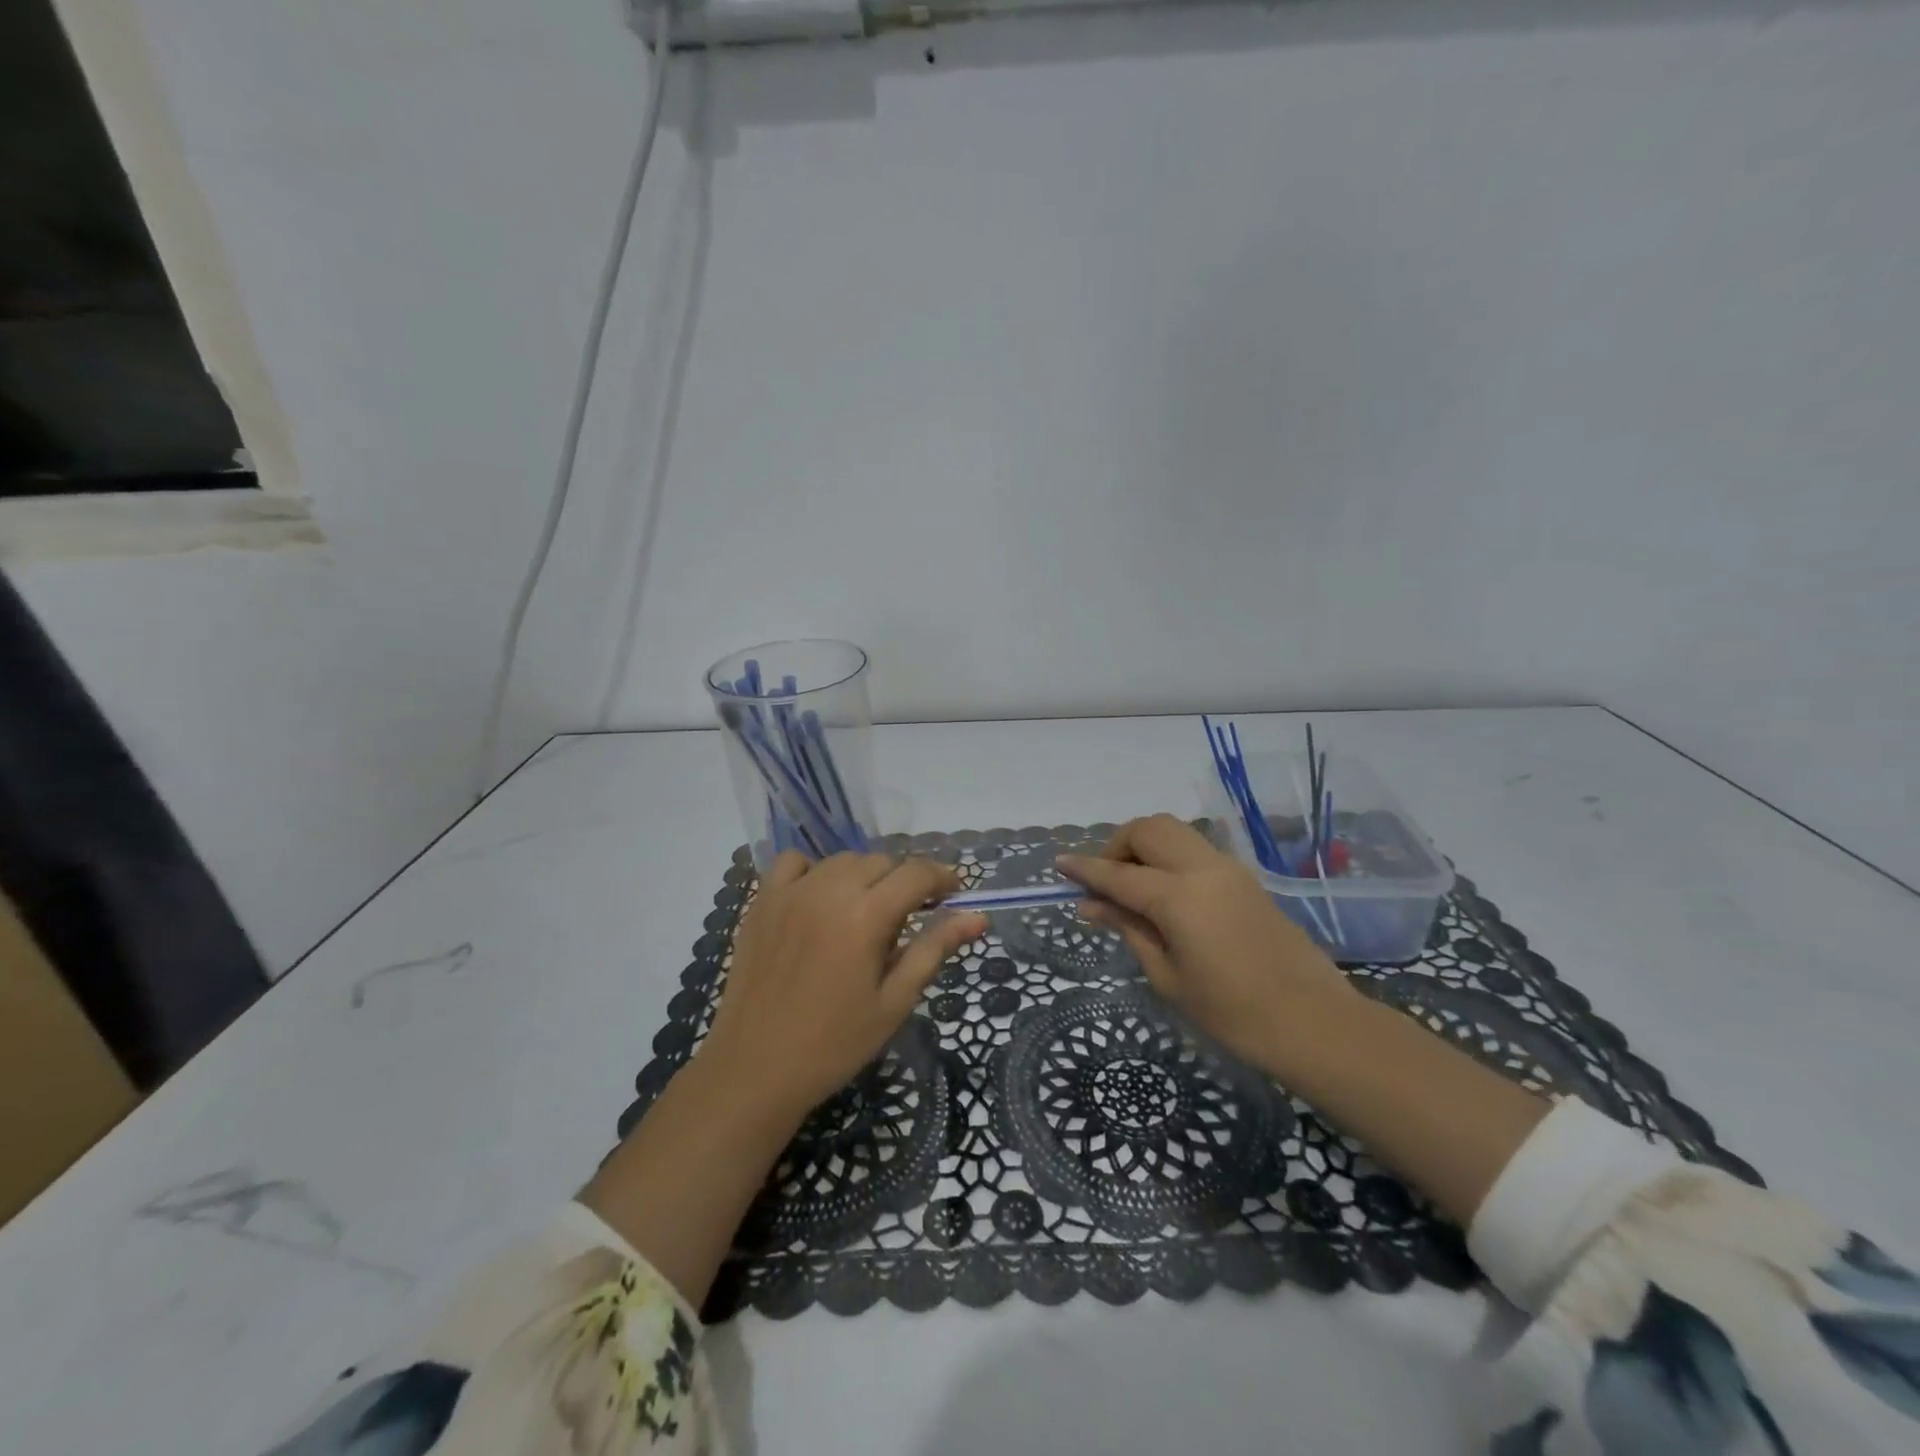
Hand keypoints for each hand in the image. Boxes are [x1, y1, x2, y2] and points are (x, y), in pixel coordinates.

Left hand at [700, 851, 988, 1119]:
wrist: (755, 1069)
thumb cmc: (834, 1044)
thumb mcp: (894, 1001)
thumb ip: (934, 949)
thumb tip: (977, 917)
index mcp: (865, 916)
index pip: (916, 874)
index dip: (942, 877)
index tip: (954, 894)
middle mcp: (828, 890)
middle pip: (881, 862)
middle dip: (904, 882)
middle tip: (910, 917)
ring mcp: (791, 892)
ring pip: (843, 860)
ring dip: (865, 876)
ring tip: (866, 912)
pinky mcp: (762, 901)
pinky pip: (794, 862)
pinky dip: (815, 870)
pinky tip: (820, 899)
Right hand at [1057, 814, 1355, 1070]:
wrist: (1314, 1023)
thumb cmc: (1233, 1014)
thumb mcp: (1169, 977)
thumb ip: (1129, 929)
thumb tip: (1091, 906)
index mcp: (1179, 897)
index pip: (1118, 873)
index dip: (1084, 869)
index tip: (1058, 865)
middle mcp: (1203, 868)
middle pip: (1148, 829)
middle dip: (1117, 845)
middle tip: (1106, 882)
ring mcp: (1228, 868)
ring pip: (1174, 830)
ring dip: (1144, 845)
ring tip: (1133, 885)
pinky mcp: (1245, 877)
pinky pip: (1195, 848)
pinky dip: (1169, 855)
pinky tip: (1165, 893)